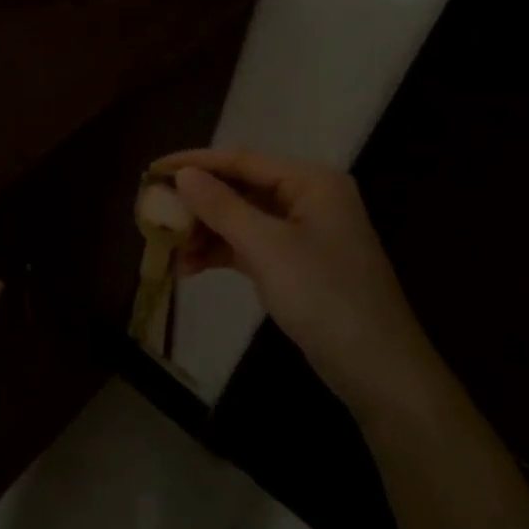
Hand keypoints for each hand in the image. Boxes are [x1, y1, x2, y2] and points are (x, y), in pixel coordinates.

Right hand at [152, 148, 443, 418]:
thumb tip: (182, 175)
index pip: (242, 160)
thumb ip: (222, 206)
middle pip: (239, 189)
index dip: (194, 164)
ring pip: (240, 219)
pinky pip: (248, 246)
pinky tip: (187, 269)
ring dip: (203, 232)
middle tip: (153, 213)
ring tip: (166, 250)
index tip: (151, 171)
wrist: (376, 368)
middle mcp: (307, 198)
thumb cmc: (324, 296)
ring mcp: (301, 233)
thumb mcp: (267, 247)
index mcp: (310, 182)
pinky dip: (219, 253)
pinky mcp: (294, 263)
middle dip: (196, 203)